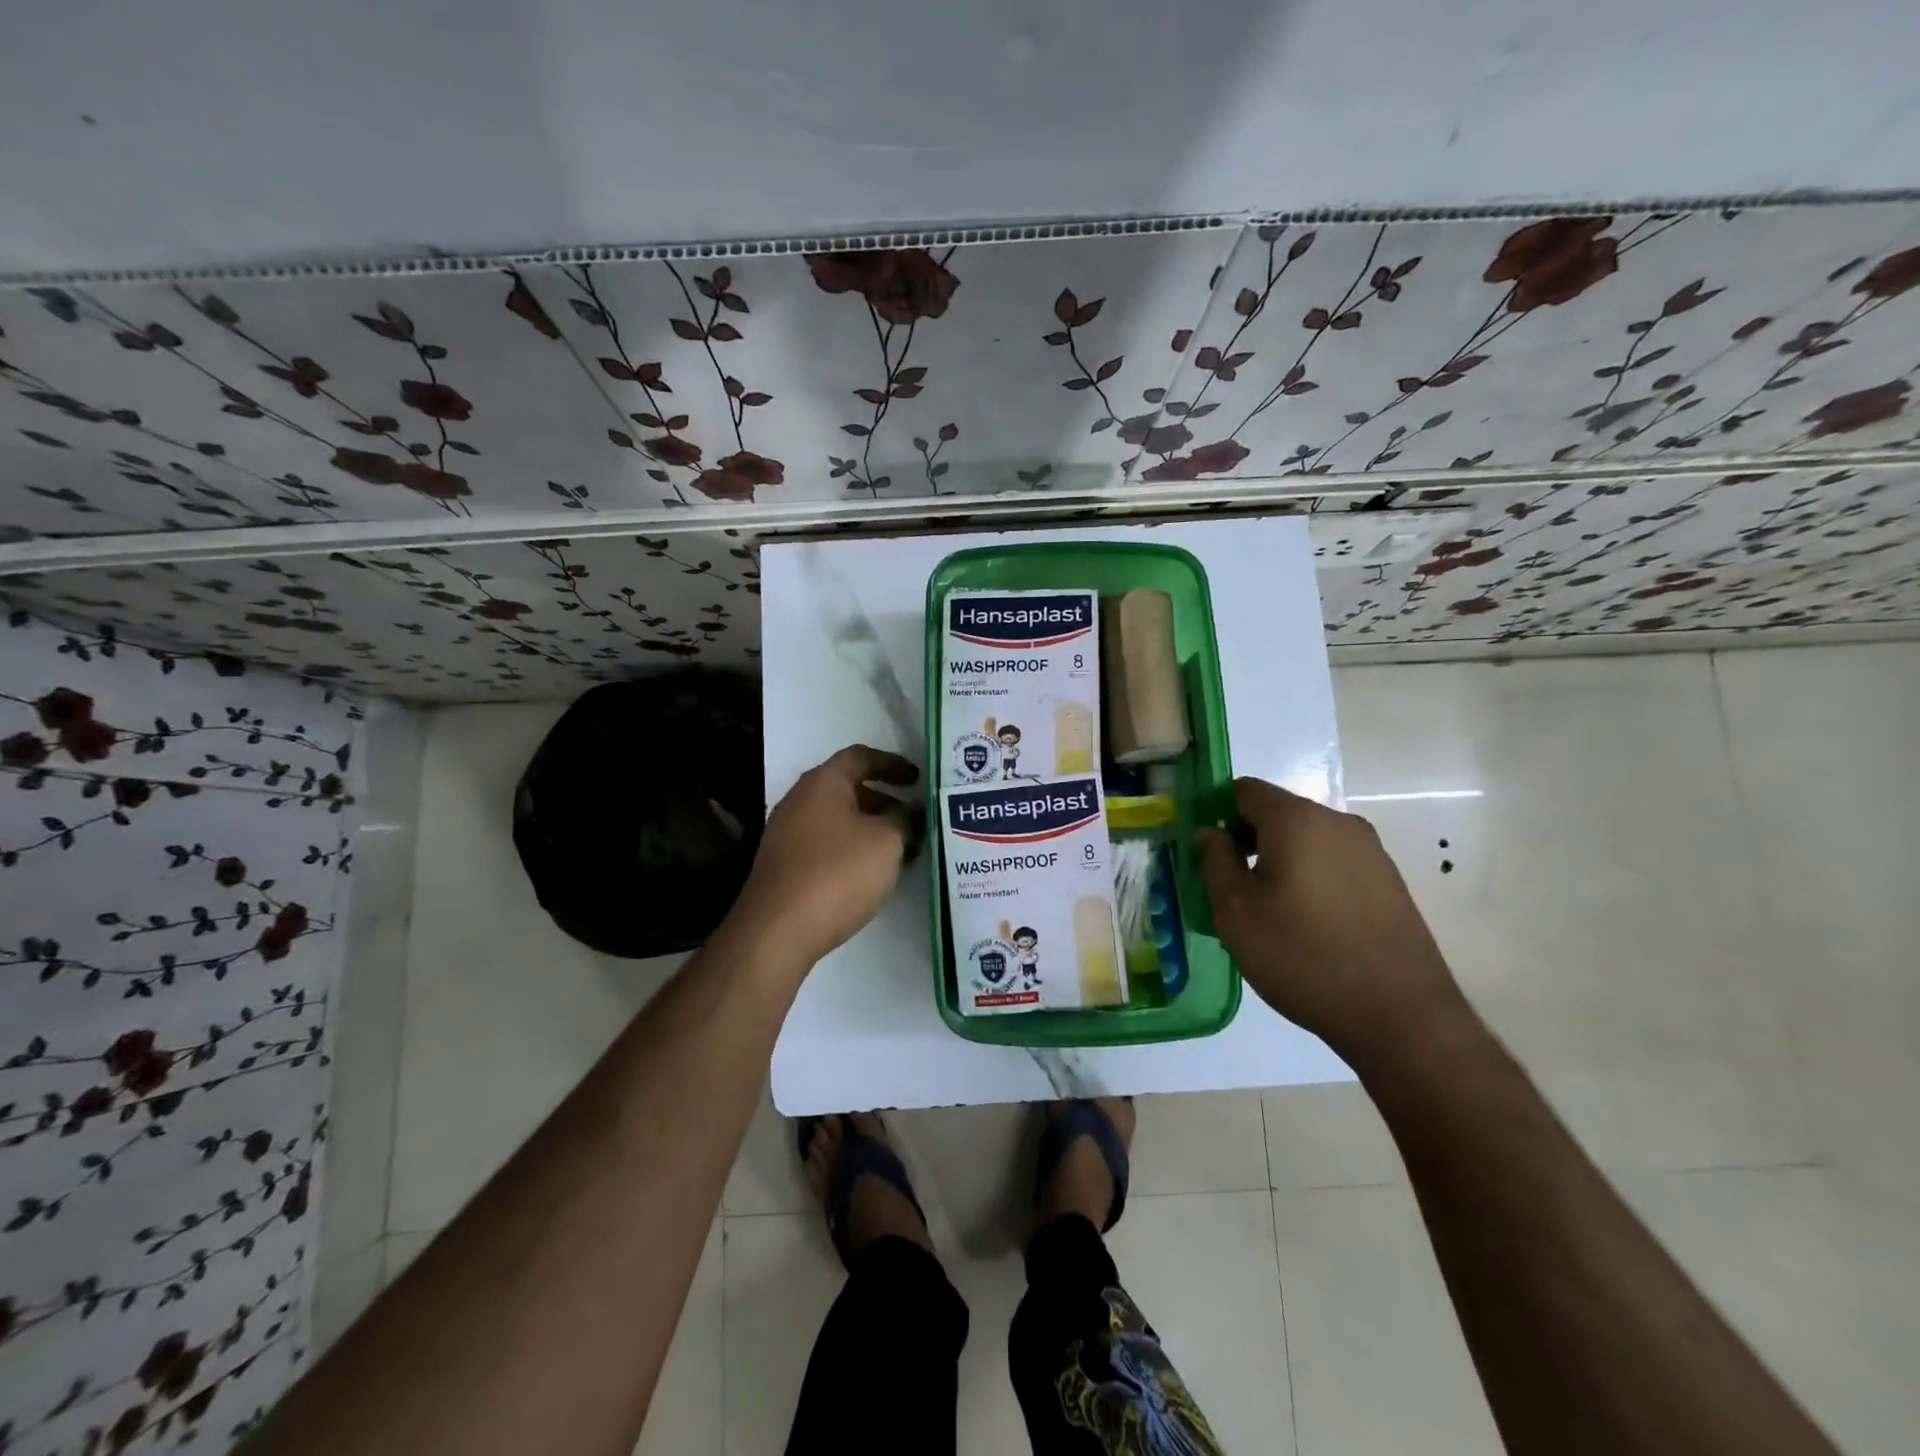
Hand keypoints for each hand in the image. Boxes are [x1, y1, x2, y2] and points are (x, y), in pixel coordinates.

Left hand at [729, 745, 921, 965]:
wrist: (777, 930)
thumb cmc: (838, 873)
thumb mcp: (887, 842)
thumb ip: (905, 819)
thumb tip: (912, 810)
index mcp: (823, 782)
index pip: (861, 757)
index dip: (893, 764)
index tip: (918, 780)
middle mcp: (800, 800)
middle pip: (848, 788)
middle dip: (885, 801)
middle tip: (914, 819)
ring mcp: (787, 833)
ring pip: (838, 820)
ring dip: (871, 829)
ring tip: (902, 850)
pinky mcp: (784, 865)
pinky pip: (826, 844)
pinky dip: (852, 849)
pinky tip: (872, 874)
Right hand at [1195, 777, 1472, 1071]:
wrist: (1401, 1017)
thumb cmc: (1303, 956)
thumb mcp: (1236, 911)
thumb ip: (1215, 860)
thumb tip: (1210, 832)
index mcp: (1297, 820)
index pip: (1244, 790)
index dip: (1217, 812)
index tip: (1205, 851)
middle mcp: (1338, 822)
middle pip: (1278, 812)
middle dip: (1247, 838)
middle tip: (1228, 883)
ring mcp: (1371, 851)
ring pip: (1307, 838)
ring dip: (1279, 859)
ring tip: (1267, 908)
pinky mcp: (1389, 881)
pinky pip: (1333, 861)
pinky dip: (1310, 875)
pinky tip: (1305, 922)